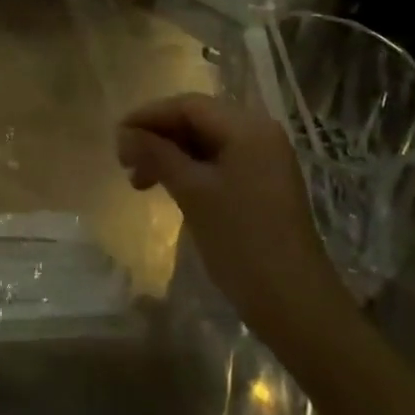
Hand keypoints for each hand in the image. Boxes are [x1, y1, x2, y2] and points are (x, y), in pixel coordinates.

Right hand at [118, 93, 339, 338]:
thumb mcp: (193, 193)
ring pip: (206, 143)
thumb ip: (157, 155)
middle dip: (159, 137)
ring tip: (140, 182)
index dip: (149, 116)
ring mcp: (264, 160)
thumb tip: (125, 134)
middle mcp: (259, 133)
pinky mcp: (264, 185)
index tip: (117, 136)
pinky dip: (191, 171)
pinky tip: (170, 189)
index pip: (188, 105)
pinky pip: (219, 163)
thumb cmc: (243, 243)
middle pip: (198, 120)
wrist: (298, 308)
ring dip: (171, 156)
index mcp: (247, 127)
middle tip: (125, 162)